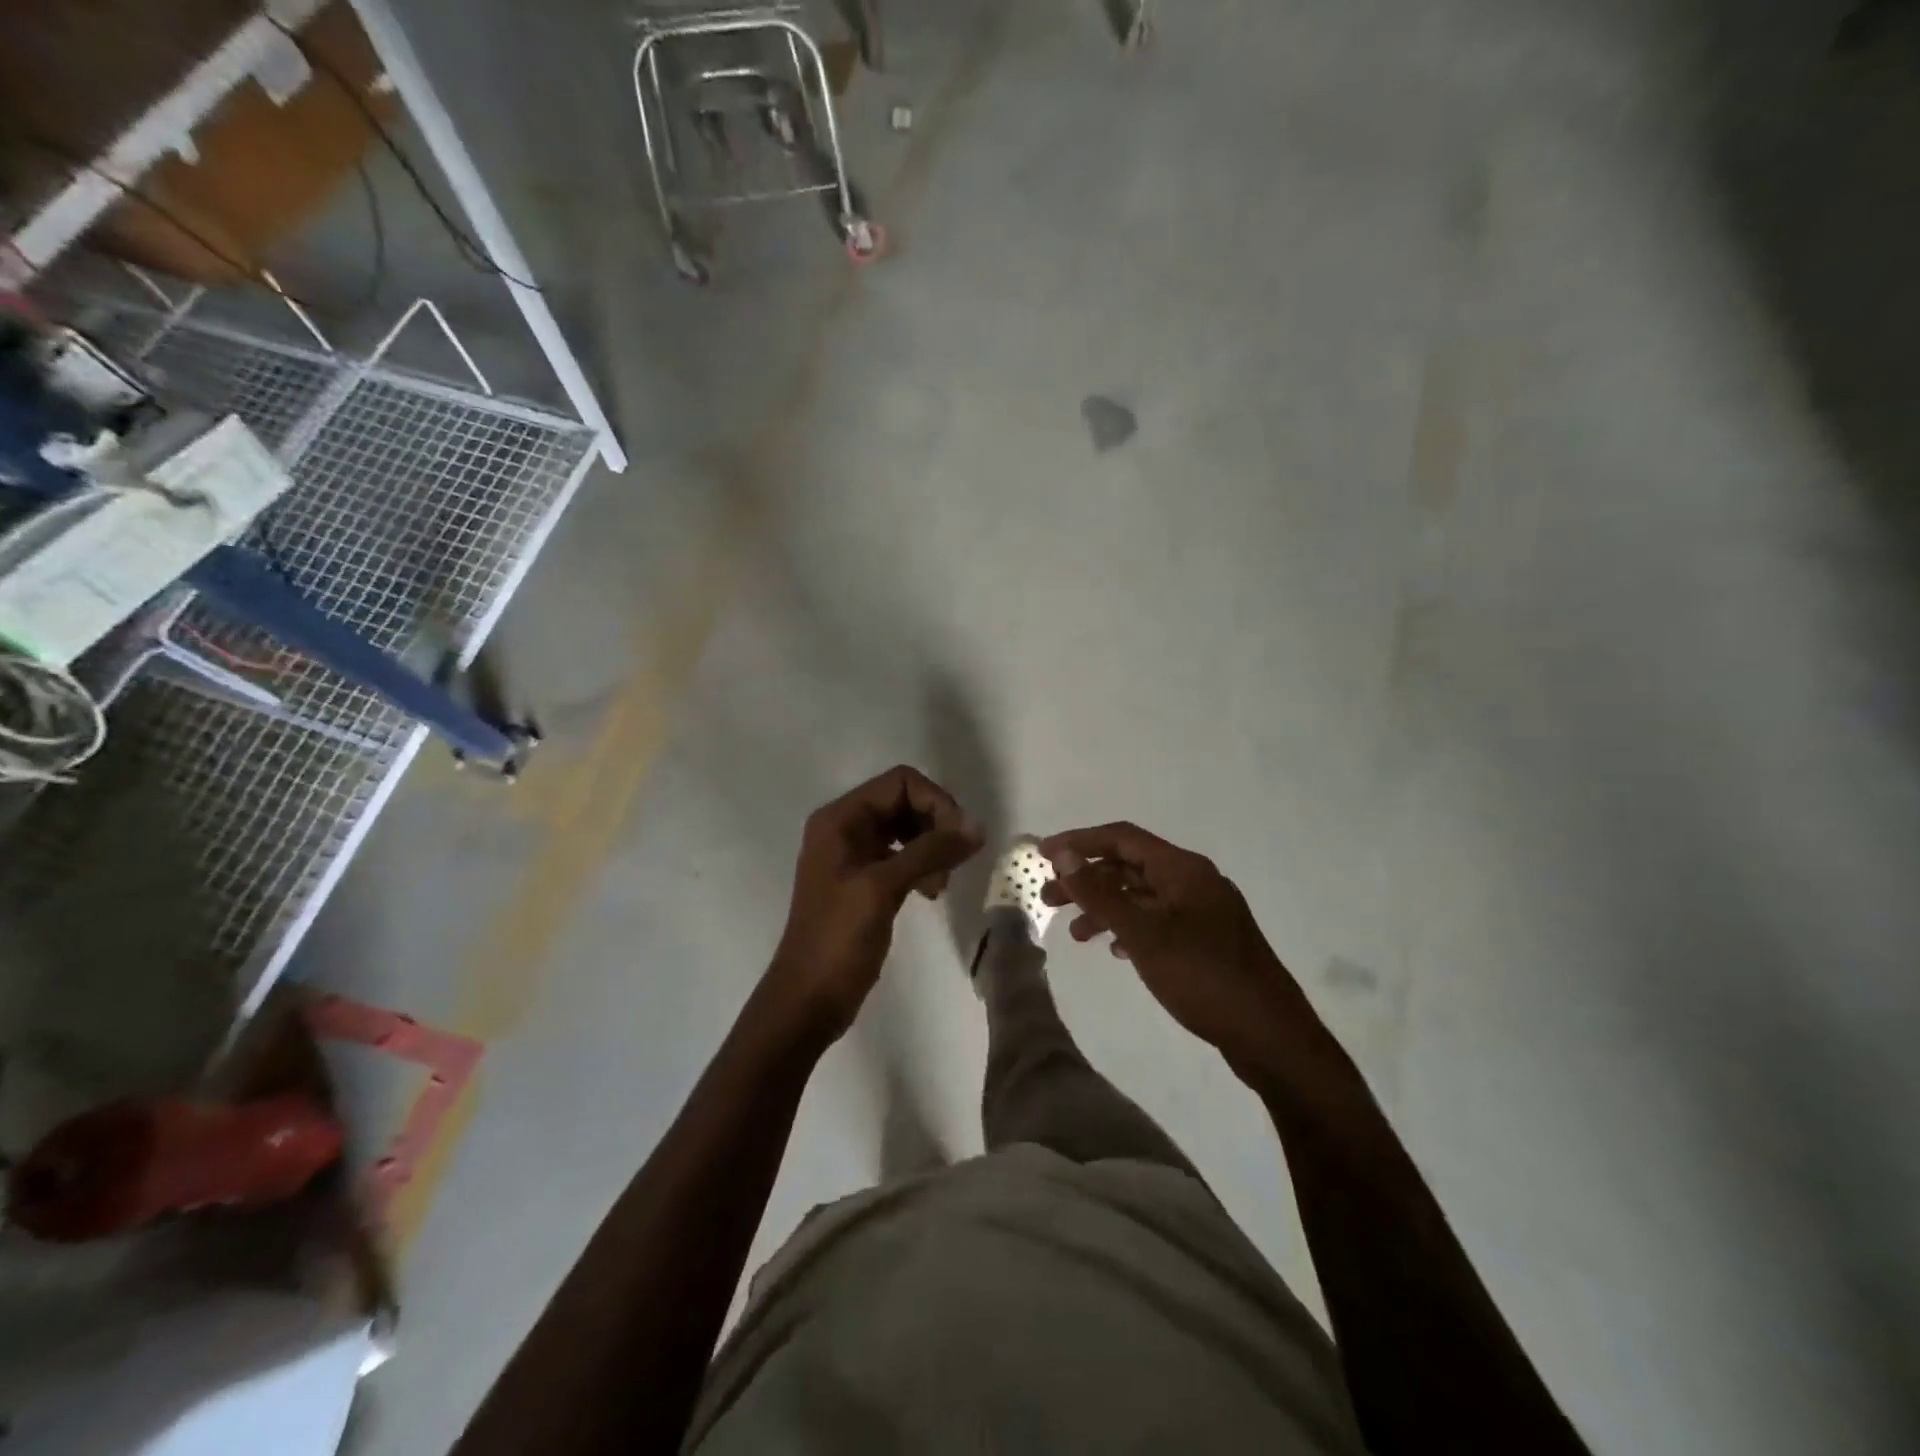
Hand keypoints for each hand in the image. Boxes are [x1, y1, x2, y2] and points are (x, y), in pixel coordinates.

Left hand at [766, 767, 982, 1041]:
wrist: (808, 999)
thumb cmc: (838, 938)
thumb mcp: (883, 887)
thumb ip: (930, 851)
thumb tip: (977, 826)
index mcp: (841, 818)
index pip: (900, 782)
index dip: (936, 802)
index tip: (959, 837)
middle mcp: (846, 828)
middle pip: (905, 802)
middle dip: (936, 825)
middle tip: (954, 861)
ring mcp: (854, 855)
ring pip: (907, 830)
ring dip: (932, 848)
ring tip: (941, 883)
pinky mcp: (865, 881)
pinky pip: (903, 856)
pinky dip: (923, 866)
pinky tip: (932, 892)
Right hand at [1040, 822, 1318, 1080]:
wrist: (1270, 1035)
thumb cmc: (1203, 976)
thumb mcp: (1143, 933)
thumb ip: (1100, 893)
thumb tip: (1063, 854)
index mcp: (1183, 869)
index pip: (1123, 838)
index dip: (1080, 842)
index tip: (1043, 855)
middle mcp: (1195, 881)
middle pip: (1130, 867)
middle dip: (1088, 880)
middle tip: (1049, 901)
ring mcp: (1205, 912)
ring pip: (1144, 897)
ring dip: (1107, 908)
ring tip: (1077, 936)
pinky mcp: (1209, 941)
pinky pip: (1160, 922)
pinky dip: (1132, 929)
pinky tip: (1117, 951)